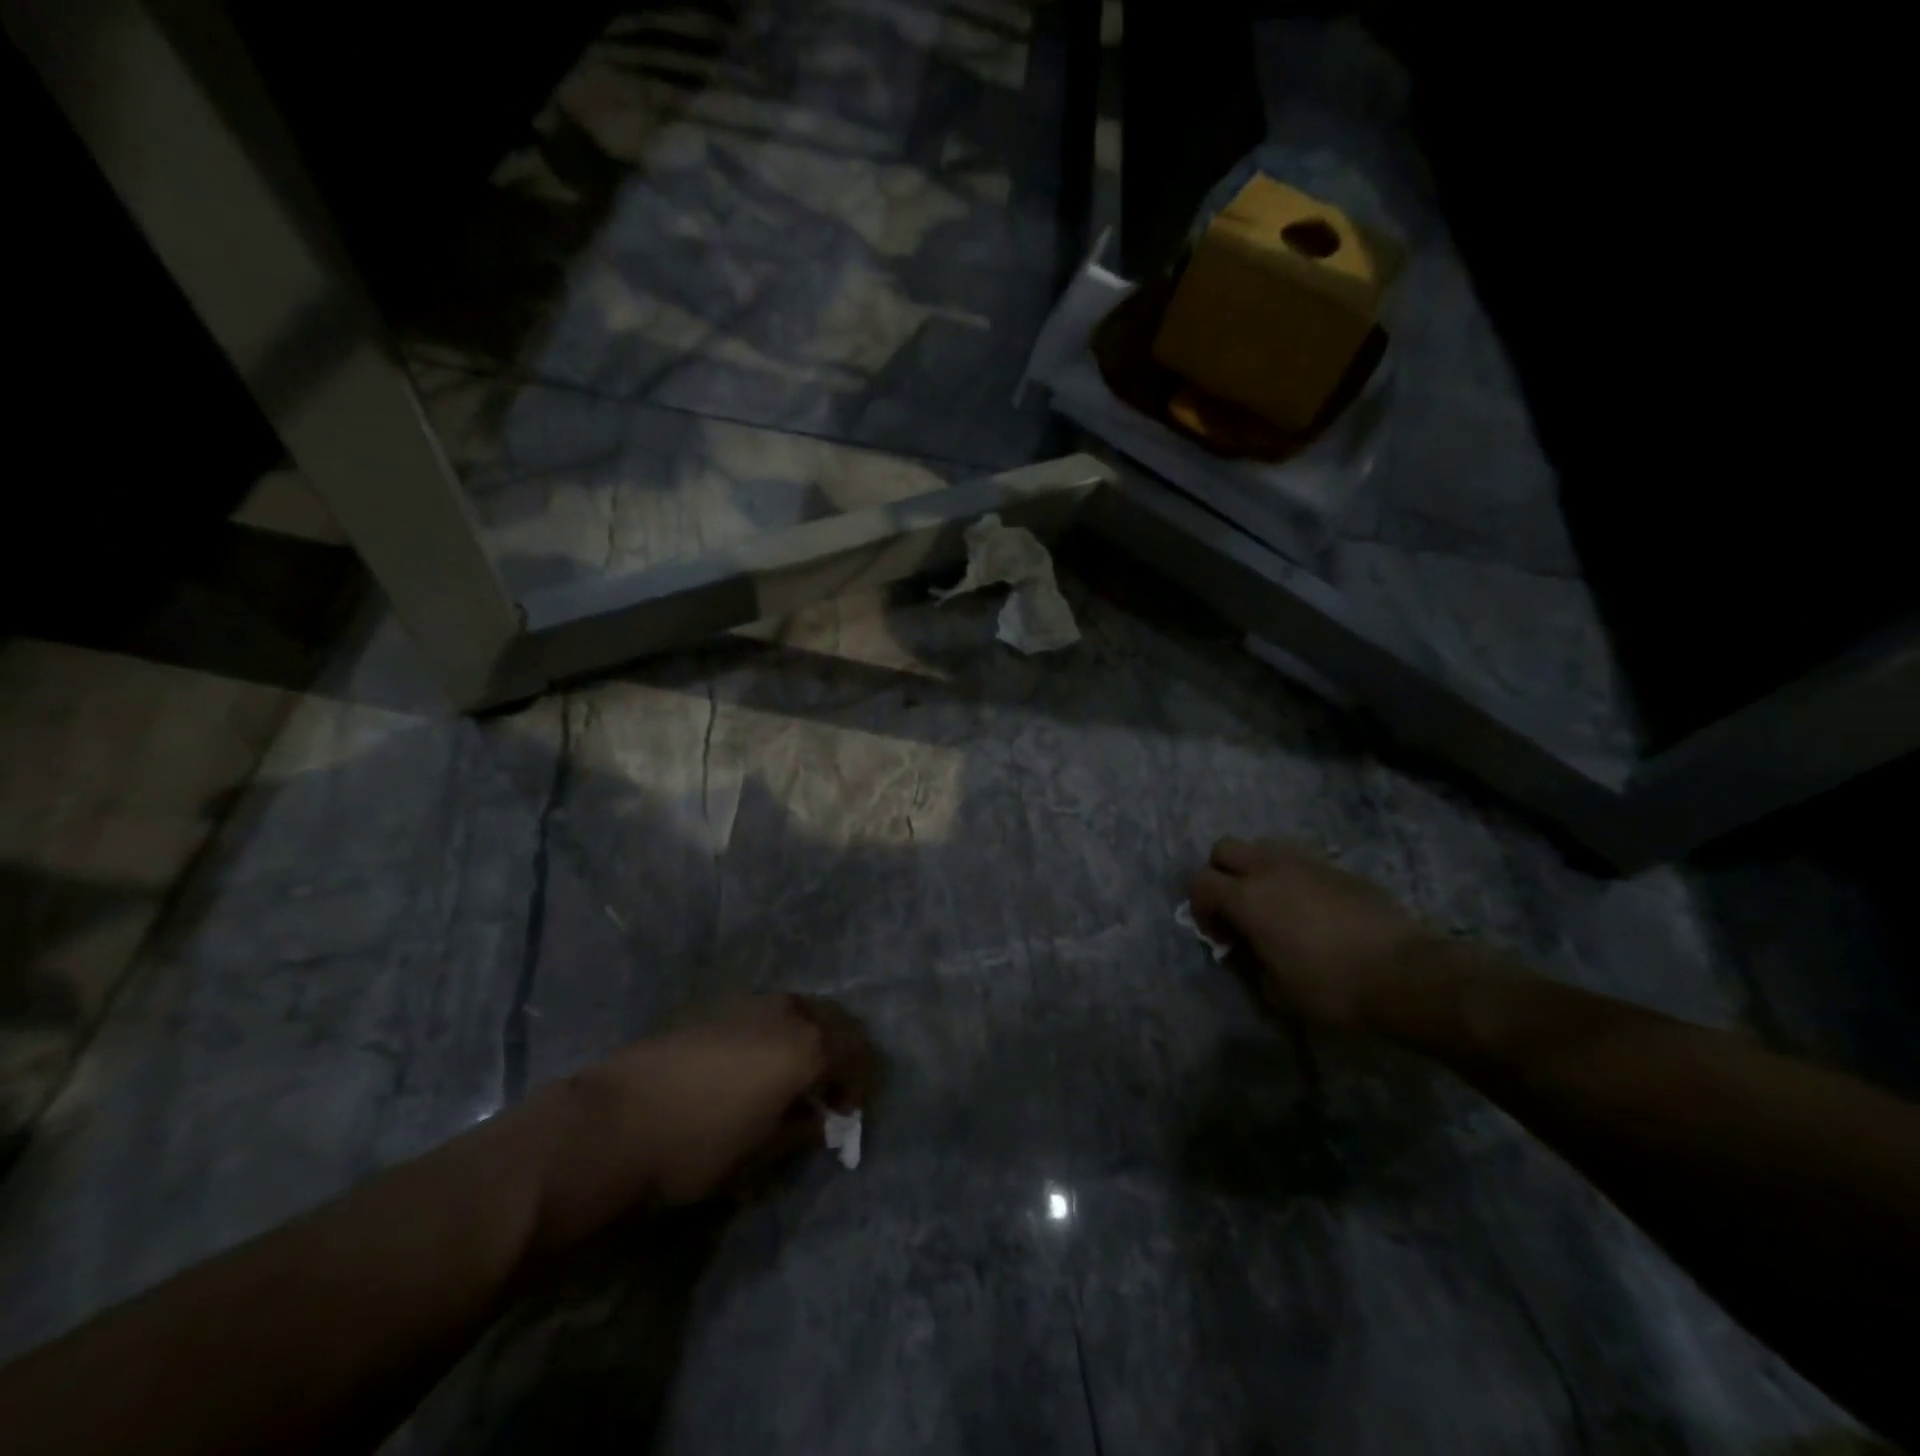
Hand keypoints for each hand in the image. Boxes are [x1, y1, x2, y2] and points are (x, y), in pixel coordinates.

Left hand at [532, 995, 872, 1250]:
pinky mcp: (715, 1006)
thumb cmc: (696, 1146)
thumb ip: (799, 1132)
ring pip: (799, 1009)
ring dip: (809, 1037)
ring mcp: (748, 1003)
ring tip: (793, 1076)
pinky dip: (777, 1032)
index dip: (860, 1083)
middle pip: (834, 1019)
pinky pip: (766, 1012)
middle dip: (842, 1050)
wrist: (612, 1122)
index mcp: (806, 1045)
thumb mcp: (759, 1154)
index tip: (848, 1114)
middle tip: (831, 1088)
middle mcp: (785, 1012)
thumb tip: (817, 1121)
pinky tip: (754, 1064)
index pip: (855, 1052)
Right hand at [1189, 837, 1435, 1030]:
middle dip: (1220, 875)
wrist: (1406, 973)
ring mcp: (1307, 862)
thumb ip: (1249, 963)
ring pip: (1262, 846)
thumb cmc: (1333, 987)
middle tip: (1236, 909)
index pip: (1200, 883)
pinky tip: (1309, 908)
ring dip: (1255, 869)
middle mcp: (1270, 868)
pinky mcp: (1338, 867)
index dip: (1200, 908)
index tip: (1221, 938)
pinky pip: (1299, 859)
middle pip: (1224, 849)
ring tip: (1272, 904)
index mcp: (1247, 898)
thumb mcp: (1276, 991)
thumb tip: (1244, 949)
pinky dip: (1290, 875)